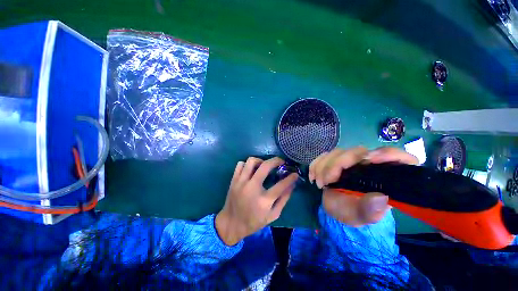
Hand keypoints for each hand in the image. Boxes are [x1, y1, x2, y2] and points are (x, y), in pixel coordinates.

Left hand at [216, 157, 297, 245]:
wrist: (231, 224)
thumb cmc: (253, 222)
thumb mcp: (272, 215)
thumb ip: (283, 200)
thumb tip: (292, 185)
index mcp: (263, 200)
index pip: (281, 185)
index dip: (290, 178)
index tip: (295, 173)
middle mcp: (252, 188)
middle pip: (265, 166)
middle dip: (276, 160)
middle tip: (281, 161)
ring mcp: (241, 182)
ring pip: (251, 161)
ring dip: (260, 161)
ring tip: (264, 165)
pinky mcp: (234, 180)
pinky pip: (240, 164)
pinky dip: (247, 164)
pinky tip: (251, 170)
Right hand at [309, 147, 417, 226]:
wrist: (335, 207)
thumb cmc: (351, 212)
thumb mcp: (360, 216)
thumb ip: (370, 210)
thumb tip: (380, 198)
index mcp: (384, 177)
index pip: (399, 158)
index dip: (388, 154)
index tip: (369, 159)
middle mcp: (369, 164)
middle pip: (357, 152)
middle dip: (337, 164)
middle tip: (325, 181)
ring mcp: (351, 160)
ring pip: (337, 152)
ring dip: (323, 166)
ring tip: (319, 183)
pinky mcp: (335, 159)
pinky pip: (324, 155)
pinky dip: (316, 164)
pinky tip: (313, 176)